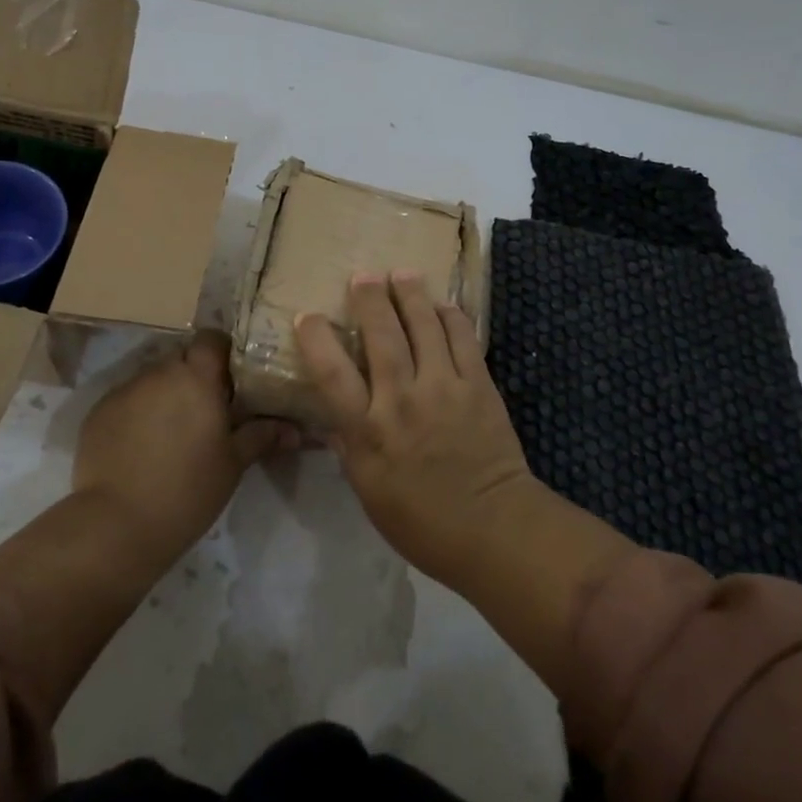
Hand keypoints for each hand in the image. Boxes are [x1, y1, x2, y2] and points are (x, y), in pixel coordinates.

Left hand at [72, 330, 297, 565]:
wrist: (117, 525)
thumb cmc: (188, 490)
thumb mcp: (233, 464)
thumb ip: (262, 436)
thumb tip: (295, 429)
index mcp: (196, 377)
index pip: (211, 338)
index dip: (222, 352)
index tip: (231, 378)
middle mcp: (159, 372)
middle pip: (181, 358)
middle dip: (194, 376)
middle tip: (206, 410)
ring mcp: (125, 390)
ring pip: (153, 378)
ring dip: (165, 394)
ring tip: (172, 431)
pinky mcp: (98, 411)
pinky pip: (127, 400)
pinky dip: (138, 413)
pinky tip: (142, 447)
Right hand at [295, 271, 539, 586]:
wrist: (495, 529)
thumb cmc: (422, 521)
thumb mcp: (368, 490)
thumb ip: (349, 444)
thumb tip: (333, 413)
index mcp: (369, 431)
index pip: (332, 373)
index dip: (316, 338)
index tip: (307, 316)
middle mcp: (402, 399)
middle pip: (381, 335)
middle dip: (369, 299)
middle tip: (362, 275)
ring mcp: (444, 387)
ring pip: (423, 325)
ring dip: (410, 294)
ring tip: (402, 273)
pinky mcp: (479, 384)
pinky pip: (462, 337)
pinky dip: (451, 315)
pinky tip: (443, 304)